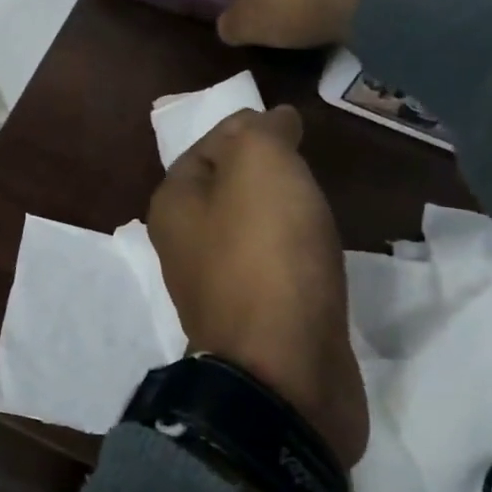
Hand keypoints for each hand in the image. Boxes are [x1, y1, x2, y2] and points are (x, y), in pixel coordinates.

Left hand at [147, 106, 366, 468]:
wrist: (284, 372)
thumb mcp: (261, 168)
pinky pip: (272, 270)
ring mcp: (218, 289)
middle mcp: (184, 247)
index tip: (287, 122)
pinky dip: (292, 253)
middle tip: (305, 158)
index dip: (244, 128)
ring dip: (277, 214)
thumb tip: (271, 120)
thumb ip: (262, 133)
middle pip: (224, 190)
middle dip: (261, 171)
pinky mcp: (254, 322)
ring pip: (248, 232)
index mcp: (174, 206)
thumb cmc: (266, 256)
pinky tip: (316, 252)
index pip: (206, 148)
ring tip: (315, 199)